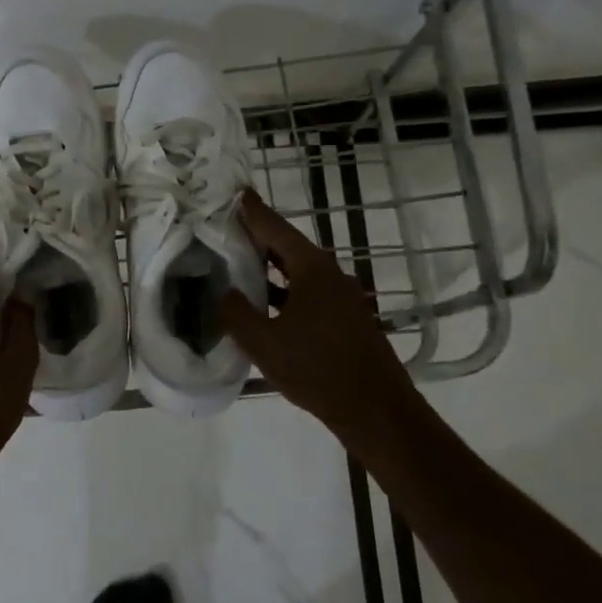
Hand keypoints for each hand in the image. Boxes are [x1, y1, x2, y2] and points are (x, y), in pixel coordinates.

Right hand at [221, 188, 420, 440]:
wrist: (376, 410)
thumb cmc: (318, 370)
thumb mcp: (264, 343)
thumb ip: (237, 314)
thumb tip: (225, 293)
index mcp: (311, 269)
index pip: (274, 228)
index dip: (251, 211)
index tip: (234, 192)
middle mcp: (329, 274)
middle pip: (287, 245)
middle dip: (257, 235)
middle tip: (225, 227)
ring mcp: (340, 296)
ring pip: (297, 270)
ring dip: (269, 264)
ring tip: (236, 261)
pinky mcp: (344, 317)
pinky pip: (306, 290)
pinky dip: (282, 288)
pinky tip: (264, 302)